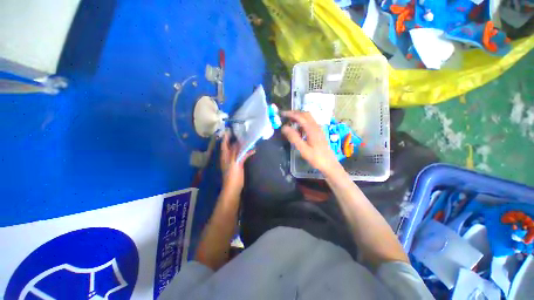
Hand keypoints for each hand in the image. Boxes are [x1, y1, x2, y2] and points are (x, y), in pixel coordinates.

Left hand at [220, 131, 254, 191]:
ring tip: (248, 138)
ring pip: (237, 150)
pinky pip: (243, 155)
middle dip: (235, 139)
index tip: (230, 129)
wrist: (234, 186)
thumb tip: (239, 143)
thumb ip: (236, 151)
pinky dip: (247, 152)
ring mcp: (234, 159)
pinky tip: (253, 149)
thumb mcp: (233, 161)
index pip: (224, 143)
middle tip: (241, 131)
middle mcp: (228, 156)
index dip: (226, 136)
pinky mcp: (239, 163)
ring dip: (242, 145)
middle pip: (231, 145)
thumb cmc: (232, 174)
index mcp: (225, 154)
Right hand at [281, 111, 340, 173]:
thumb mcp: (303, 149)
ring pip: (308, 118)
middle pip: (305, 114)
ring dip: (299, 117)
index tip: (282, 114)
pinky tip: (299, 129)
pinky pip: (310, 123)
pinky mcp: (319, 133)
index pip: (300, 117)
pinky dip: (303, 122)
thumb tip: (284, 127)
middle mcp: (316, 126)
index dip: (290, 114)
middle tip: (285, 116)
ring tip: (290, 122)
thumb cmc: (316, 158)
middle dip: (295, 113)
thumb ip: (294, 138)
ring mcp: (318, 129)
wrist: (330, 164)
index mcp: (312, 129)